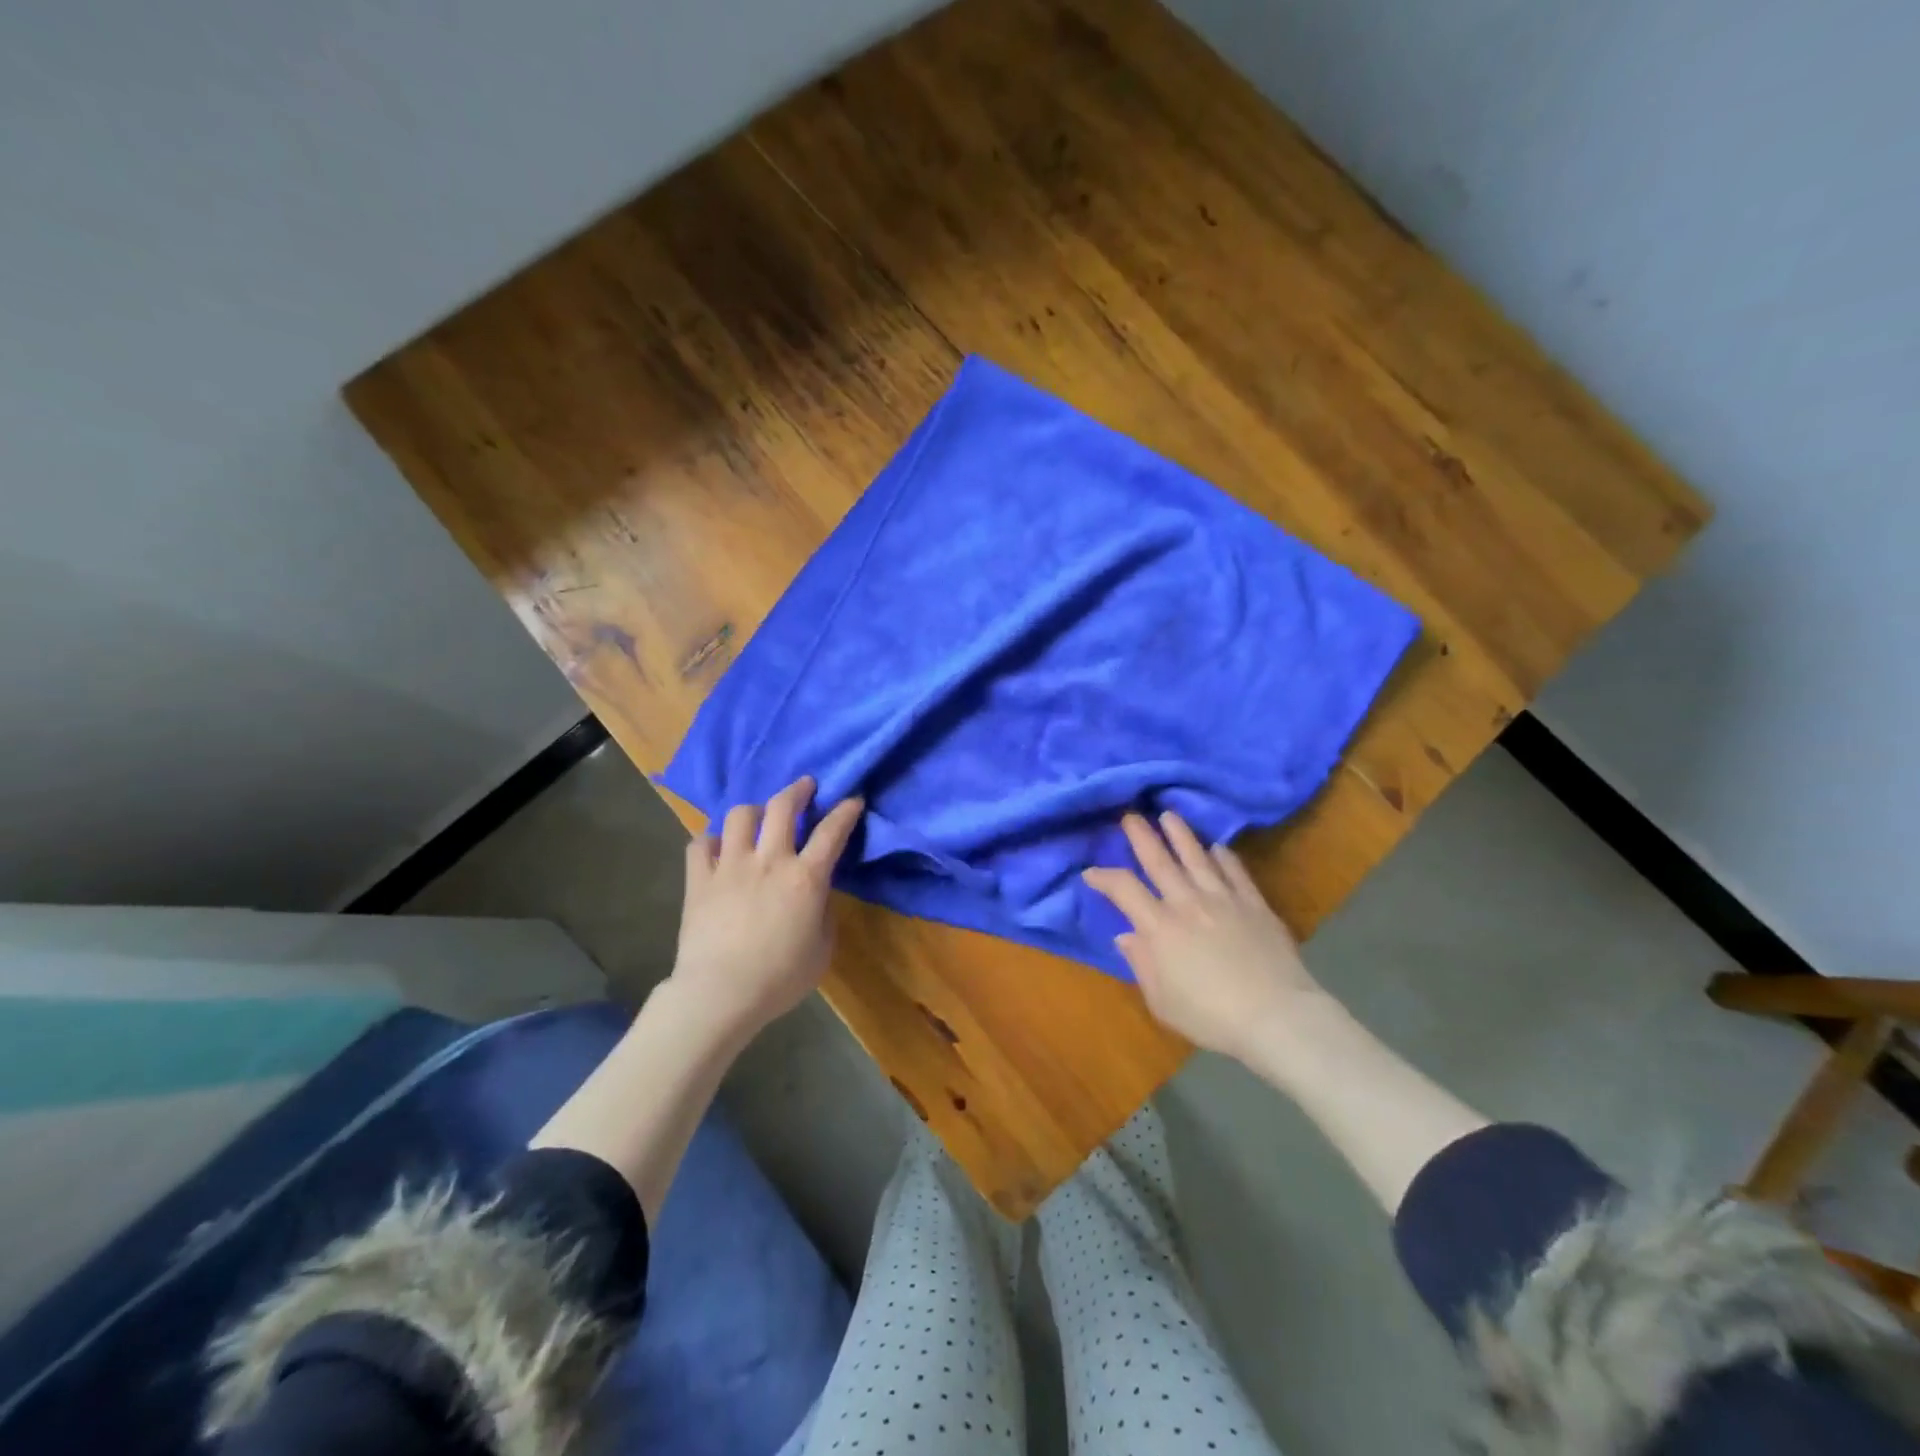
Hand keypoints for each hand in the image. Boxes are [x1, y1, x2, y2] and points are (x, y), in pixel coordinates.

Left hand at [670, 776, 863, 1040]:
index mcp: (805, 878)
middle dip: (797, 789)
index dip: (845, 811)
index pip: (832, 831)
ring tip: (757, 817)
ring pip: (740, 815)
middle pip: (782, 806)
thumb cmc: (780, 978)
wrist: (720, 994)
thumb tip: (816, 894)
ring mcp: (730, 866)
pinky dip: (711, 841)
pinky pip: (700, 844)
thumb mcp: (822, 950)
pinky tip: (717, 848)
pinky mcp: (699, 879)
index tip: (852, 800)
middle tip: (805, 786)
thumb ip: (823, 913)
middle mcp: (769, 860)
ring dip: (753, 810)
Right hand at [1082, 812, 1323, 1062]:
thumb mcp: (1162, 1002)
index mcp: (1160, 928)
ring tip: (1169, 816)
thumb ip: (1142, 965)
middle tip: (1130, 816)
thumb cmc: (1211, 1016)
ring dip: (1180, 834)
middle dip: (1141, 836)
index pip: (1124, 889)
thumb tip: (1125, 936)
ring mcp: (1224, 899)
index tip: (1091, 872)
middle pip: (1159, 861)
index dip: (1104, 877)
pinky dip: (1225, 857)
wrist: (1276, 1016)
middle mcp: (1188, 903)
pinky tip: (1218, 848)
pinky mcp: (1254, 904)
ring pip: (1197, 857)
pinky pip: (1235, 872)